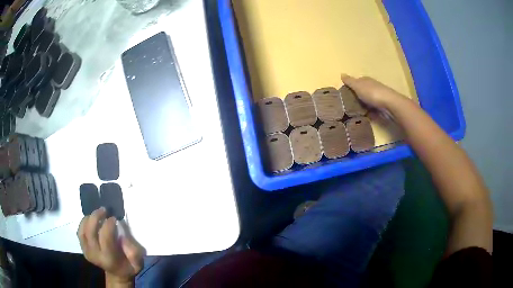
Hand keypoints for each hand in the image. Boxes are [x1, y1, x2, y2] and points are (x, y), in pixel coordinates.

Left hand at [78, 207, 144, 286]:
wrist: (117, 274)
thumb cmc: (128, 266)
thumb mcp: (138, 263)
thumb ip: (133, 251)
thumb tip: (123, 236)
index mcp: (109, 259)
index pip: (105, 237)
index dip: (108, 224)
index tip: (114, 218)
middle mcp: (95, 255)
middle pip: (90, 232)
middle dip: (96, 217)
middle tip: (104, 210)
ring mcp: (87, 251)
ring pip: (83, 230)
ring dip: (89, 218)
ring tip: (98, 213)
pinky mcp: (83, 248)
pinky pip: (80, 232)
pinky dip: (84, 223)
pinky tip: (91, 219)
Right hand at [341, 74, 406, 109]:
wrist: (389, 104)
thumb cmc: (372, 93)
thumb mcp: (357, 86)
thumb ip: (349, 81)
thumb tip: (341, 74)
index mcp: (366, 80)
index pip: (356, 81)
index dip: (350, 86)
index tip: (344, 94)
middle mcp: (372, 86)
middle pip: (362, 91)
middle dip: (356, 97)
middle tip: (347, 105)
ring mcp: (377, 97)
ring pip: (367, 101)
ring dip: (362, 105)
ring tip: (354, 113)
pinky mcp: (381, 106)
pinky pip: (372, 109)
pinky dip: (368, 112)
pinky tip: (364, 116)